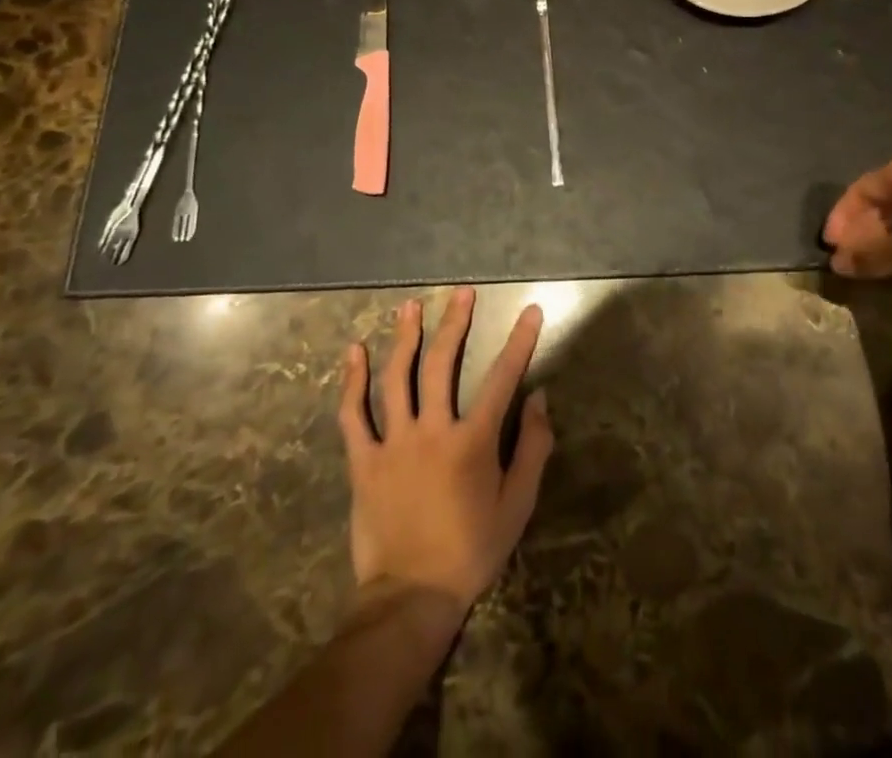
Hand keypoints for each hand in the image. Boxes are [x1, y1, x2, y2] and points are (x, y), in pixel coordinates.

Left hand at [337, 288, 553, 624]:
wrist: (410, 597)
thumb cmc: (471, 550)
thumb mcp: (517, 505)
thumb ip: (532, 448)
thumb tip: (540, 398)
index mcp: (473, 442)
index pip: (502, 379)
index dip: (519, 341)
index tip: (530, 311)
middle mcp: (432, 431)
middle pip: (442, 364)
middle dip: (454, 323)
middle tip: (461, 293)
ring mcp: (393, 443)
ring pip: (396, 378)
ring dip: (404, 337)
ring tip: (411, 306)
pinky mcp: (363, 461)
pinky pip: (353, 414)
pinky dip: (351, 381)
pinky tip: (353, 351)